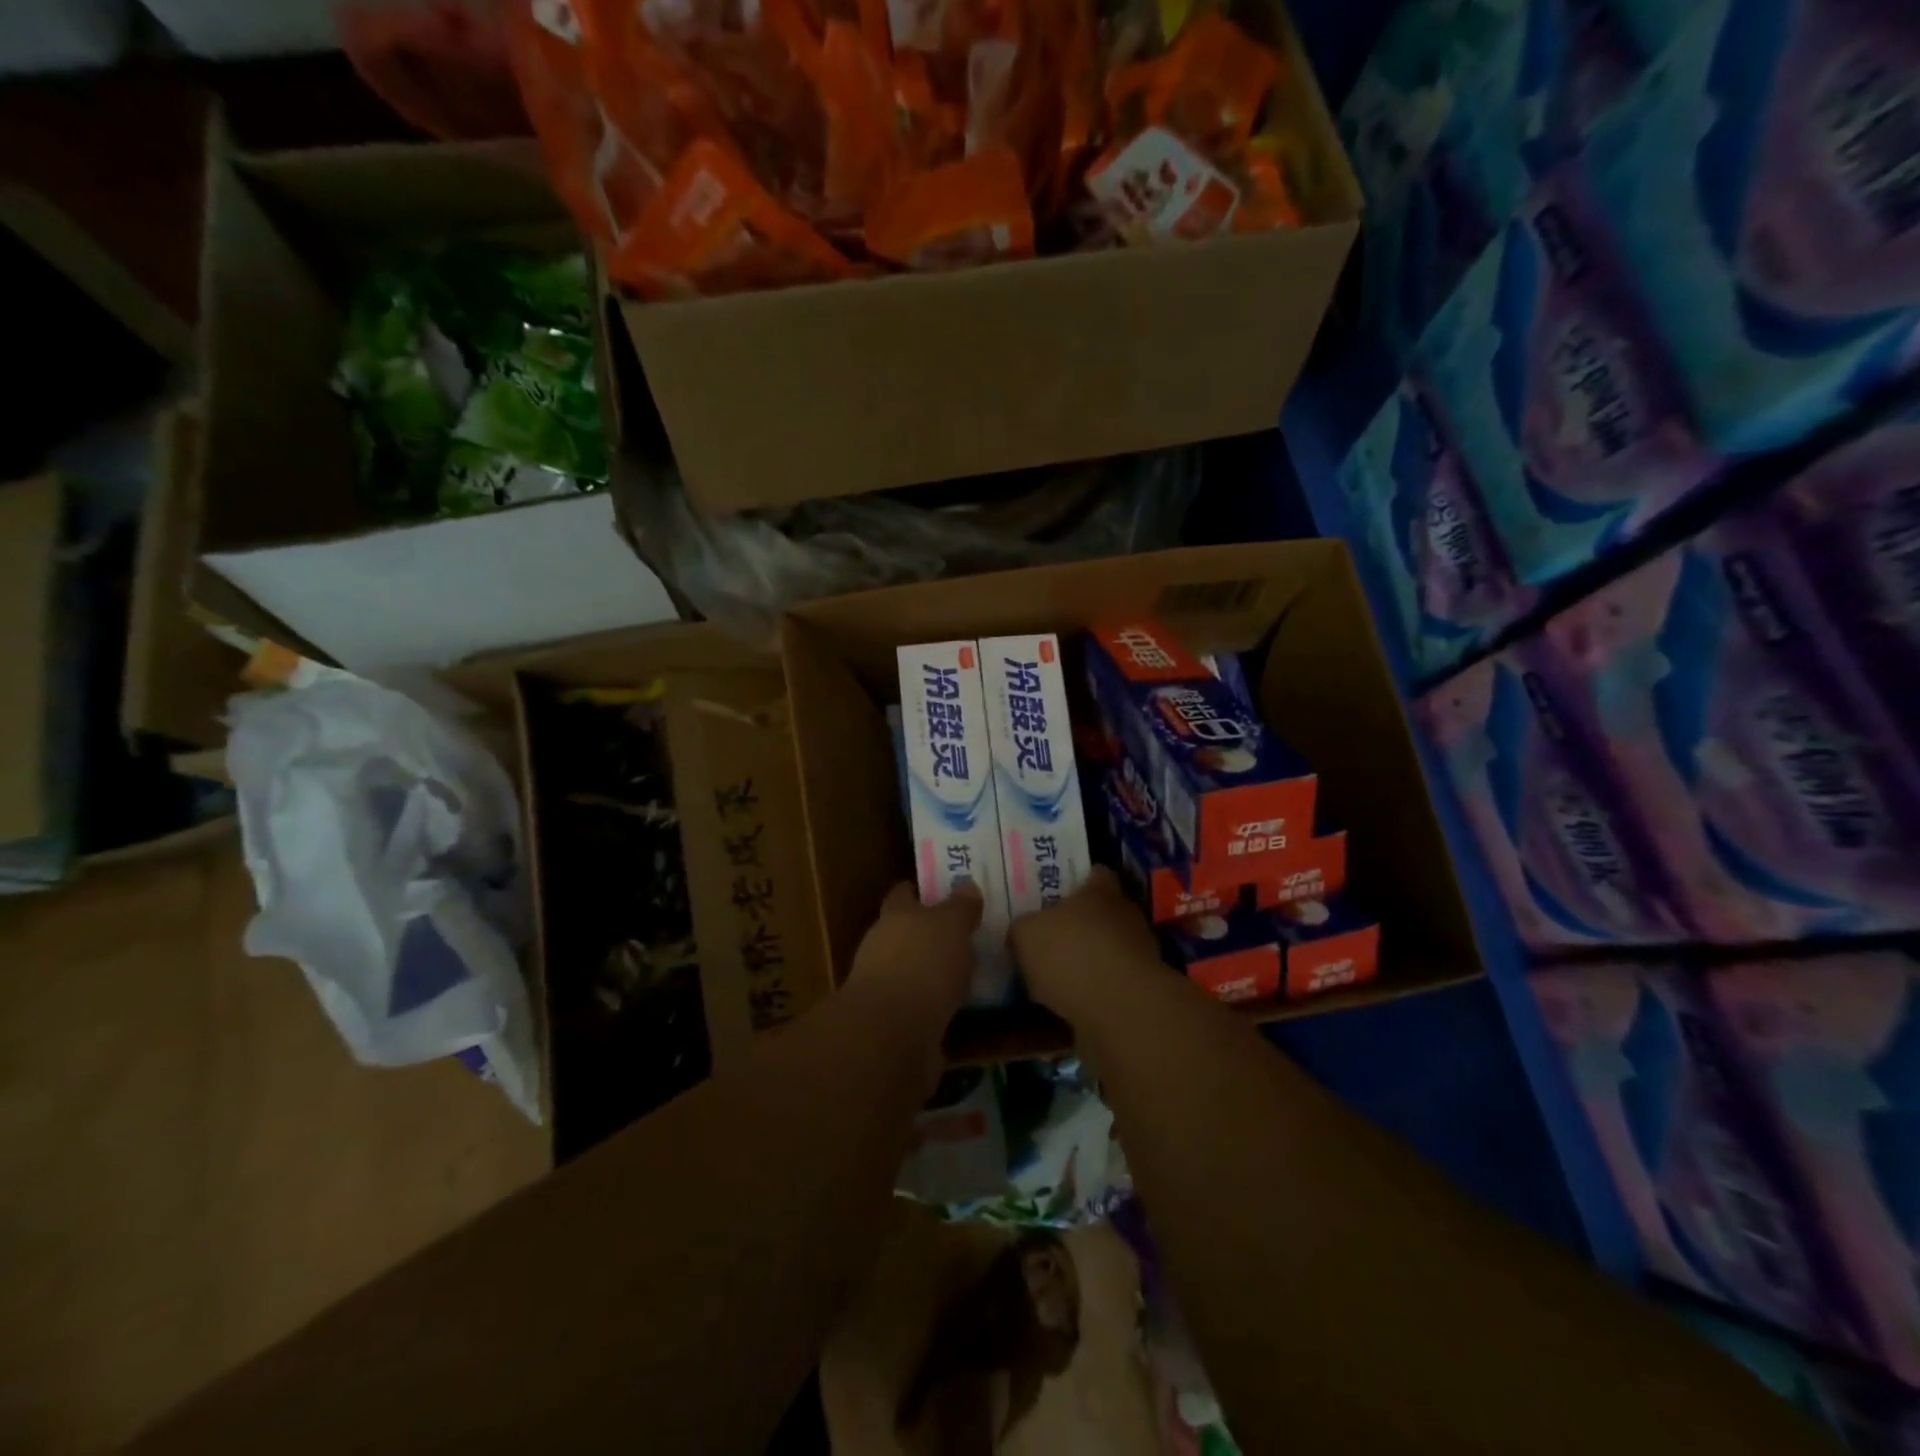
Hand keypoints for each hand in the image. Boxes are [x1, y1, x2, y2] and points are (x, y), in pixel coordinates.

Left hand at [848, 881, 982, 1023]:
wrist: (892, 1033)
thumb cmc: (922, 963)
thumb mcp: (951, 925)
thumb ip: (960, 907)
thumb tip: (967, 886)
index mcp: (894, 916)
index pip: (903, 894)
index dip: (918, 891)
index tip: (940, 891)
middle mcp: (883, 947)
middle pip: (907, 933)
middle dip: (931, 934)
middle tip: (966, 934)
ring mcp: (885, 987)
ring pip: (915, 971)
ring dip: (935, 973)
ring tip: (971, 974)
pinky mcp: (894, 1023)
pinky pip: (922, 1006)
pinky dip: (938, 1005)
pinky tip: (962, 1008)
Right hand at [1010, 868, 1161, 1021]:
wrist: (1121, 1010)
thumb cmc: (1072, 954)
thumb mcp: (1026, 934)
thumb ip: (1024, 927)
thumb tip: (1024, 930)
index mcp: (1101, 890)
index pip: (1096, 874)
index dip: (1076, 882)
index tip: (1055, 893)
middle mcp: (1126, 915)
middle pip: (1102, 912)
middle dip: (1080, 924)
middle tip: (1049, 937)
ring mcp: (1140, 953)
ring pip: (1108, 949)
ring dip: (1088, 960)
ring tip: (1055, 976)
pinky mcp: (1143, 990)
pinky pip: (1112, 983)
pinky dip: (1094, 991)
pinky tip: (1069, 1003)